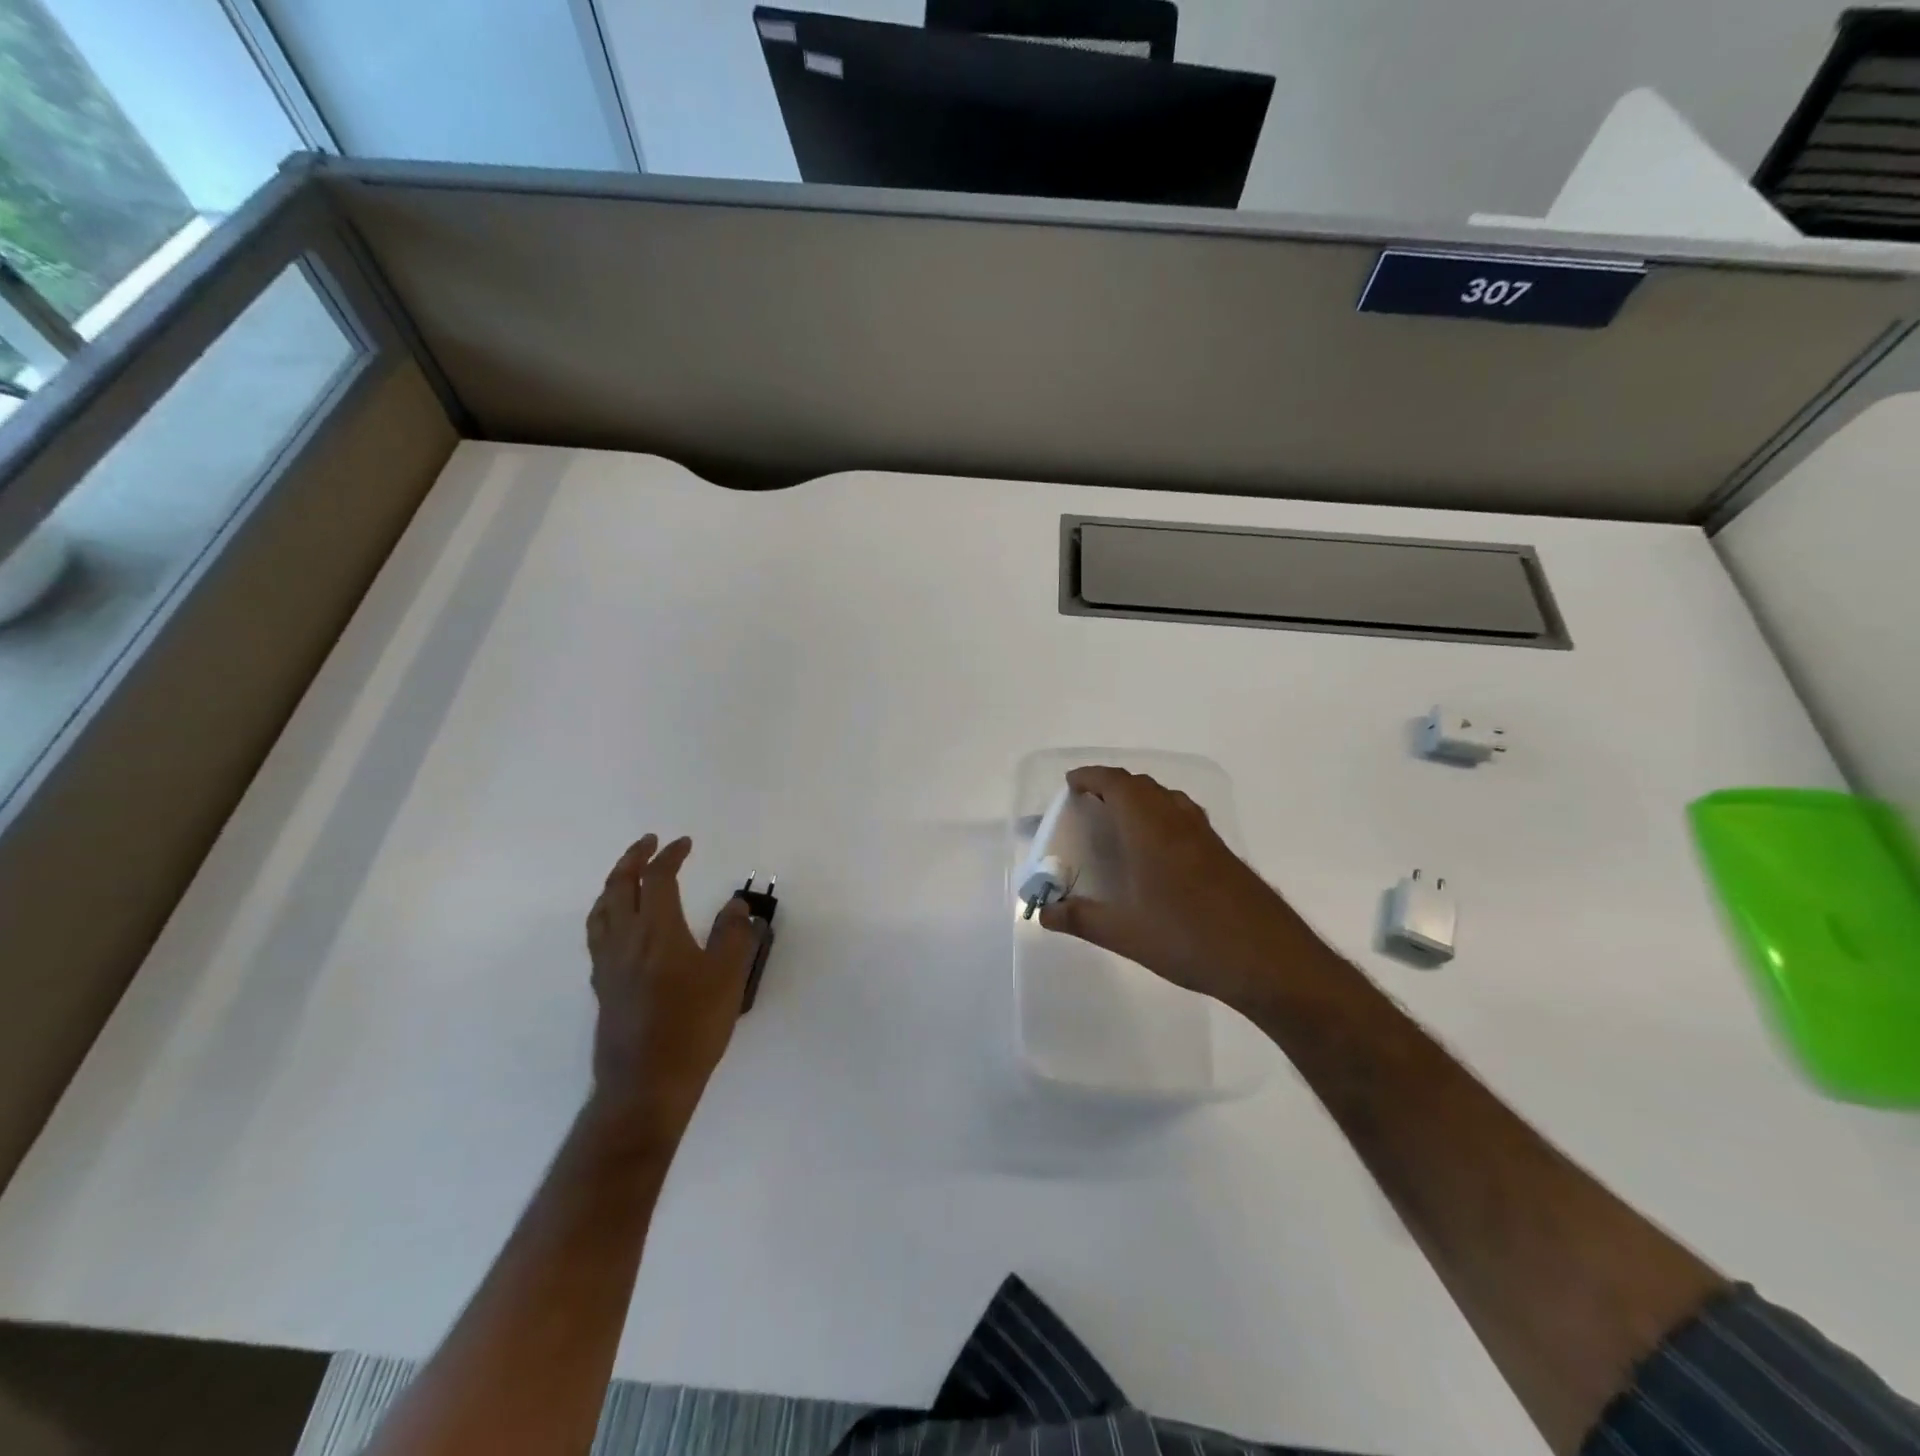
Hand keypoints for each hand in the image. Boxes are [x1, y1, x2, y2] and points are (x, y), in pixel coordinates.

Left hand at [584, 834, 761, 1143]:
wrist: (647, 1083)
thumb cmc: (693, 1025)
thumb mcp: (728, 976)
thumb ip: (735, 934)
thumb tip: (735, 906)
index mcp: (657, 930)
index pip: (658, 879)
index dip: (670, 856)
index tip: (685, 843)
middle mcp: (625, 940)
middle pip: (619, 886)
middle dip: (633, 859)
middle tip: (648, 844)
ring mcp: (608, 964)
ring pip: (601, 910)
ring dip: (613, 884)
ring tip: (627, 876)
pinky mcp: (602, 986)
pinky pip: (597, 934)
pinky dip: (606, 913)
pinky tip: (618, 925)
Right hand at [1038, 766, 1329, 1014]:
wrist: (1269, 960)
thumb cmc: (1189, 939)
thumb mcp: (1125, 934)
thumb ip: (1080, 918)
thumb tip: (1043, 913)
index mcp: (1150, 830)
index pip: (1117, 783)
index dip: (1091, 776)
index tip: (1071, 784)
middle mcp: (1178, 821)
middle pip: (1142, 785)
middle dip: (1112, 785)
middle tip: (1089, 804)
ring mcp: (1206, 836)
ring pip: (1167, 798)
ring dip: (1140, 797)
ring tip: (1120, 821)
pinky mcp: (1223, 853)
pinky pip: (1184, 815)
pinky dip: (1162, 815)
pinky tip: (1159, 850)